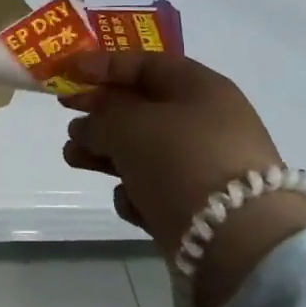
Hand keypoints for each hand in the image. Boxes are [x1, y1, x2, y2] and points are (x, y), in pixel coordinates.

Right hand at [60, 52, 305, 306]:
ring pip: (144, 151)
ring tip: (71, 159)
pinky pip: (158, 189)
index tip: (67, 73)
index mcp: (199, 87)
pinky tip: (129, 203)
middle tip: (66, 120)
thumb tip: (86, 128)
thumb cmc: (180, 160)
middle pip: (142, 109)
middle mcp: (207, 121)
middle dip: (100, 115)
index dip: (103, 65)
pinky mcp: (202, 208)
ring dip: (106, 154)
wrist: (239, 242)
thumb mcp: (127, 128)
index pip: (145, 64)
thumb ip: (98, 120)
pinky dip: (137, 192)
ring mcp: (206, 166)